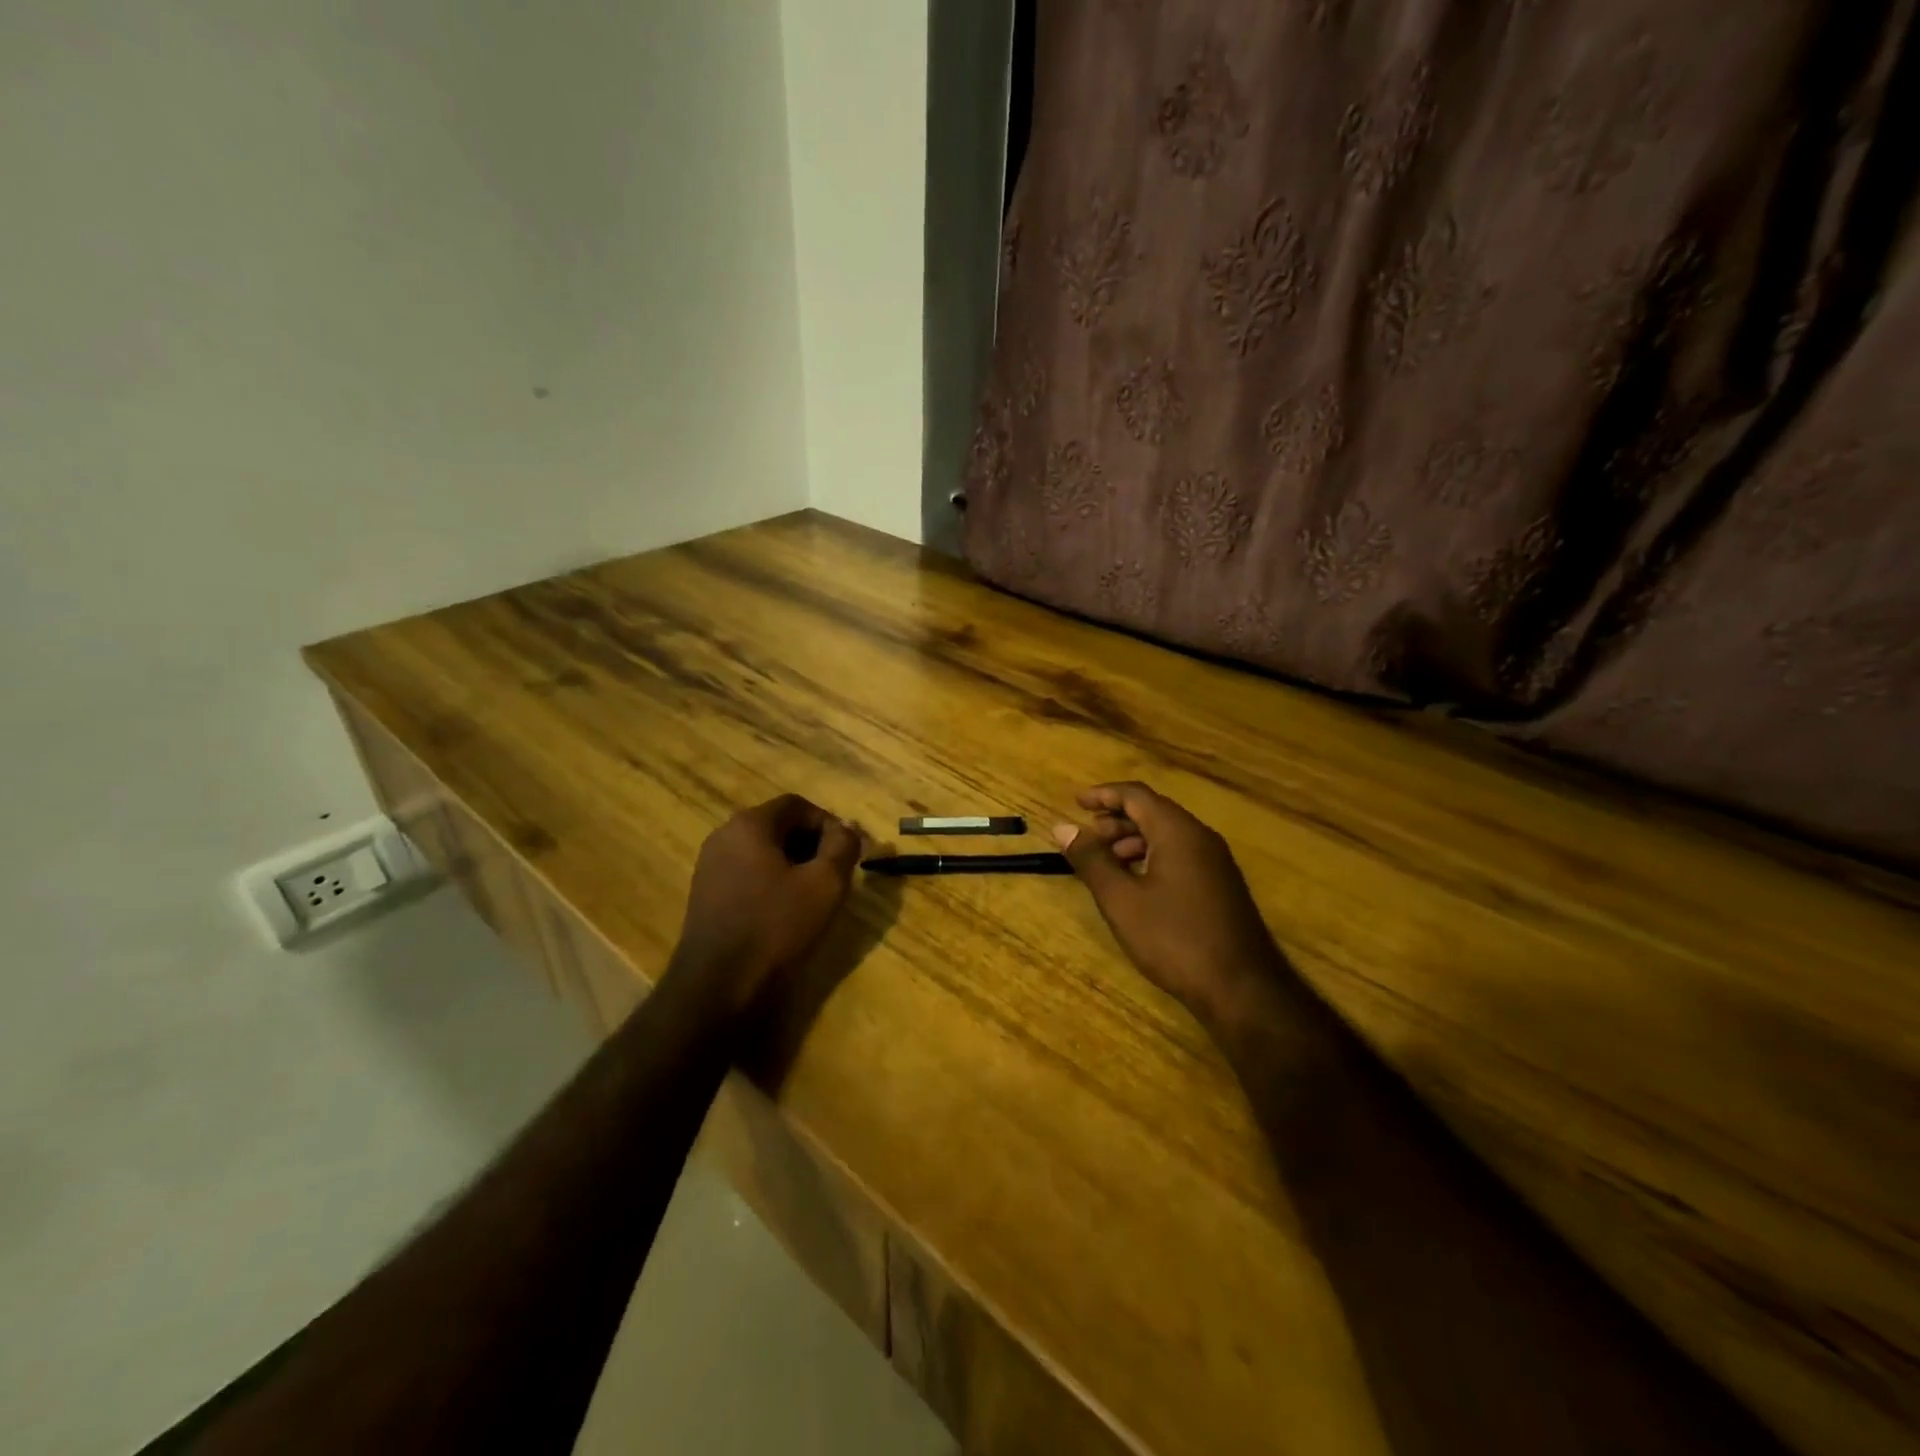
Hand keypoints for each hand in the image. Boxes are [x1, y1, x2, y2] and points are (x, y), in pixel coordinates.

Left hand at [672, 794, 864, 1013]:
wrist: (717, 987)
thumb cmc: (776, 927)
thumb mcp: (824, 884)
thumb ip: (843, 846)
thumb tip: (848, 829)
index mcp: (749, 825)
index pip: (798, 805)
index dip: (829, 824)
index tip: (846, 853)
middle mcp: (723, 836)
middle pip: (778, 825)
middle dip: (812, 844)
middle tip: (835, 874)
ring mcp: (709, 866)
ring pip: (762, 851)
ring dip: (793, 864)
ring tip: (813, 895)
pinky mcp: (705, 895)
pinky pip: (747, 873)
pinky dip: (771, 882)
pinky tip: (785, 912)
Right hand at [1053, 782, 1285, 1025]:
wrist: (1242, 989)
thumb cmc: (1175, 939)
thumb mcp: (1122, 900)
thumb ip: (1092, 860)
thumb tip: (1063, 827)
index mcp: (1178, 832)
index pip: (1136, 795)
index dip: (1103, 794)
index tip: (1075, 803)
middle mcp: (1201, 838)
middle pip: (1153, 812)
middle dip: (1116, 820)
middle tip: (1086, 839)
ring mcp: (1216, 863)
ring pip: (1167, 835)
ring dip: (1133, 840)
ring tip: (1106, 863)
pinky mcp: (1221, 886)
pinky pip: (1181, 855)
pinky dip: (1152, 857)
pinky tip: (1136, 885)